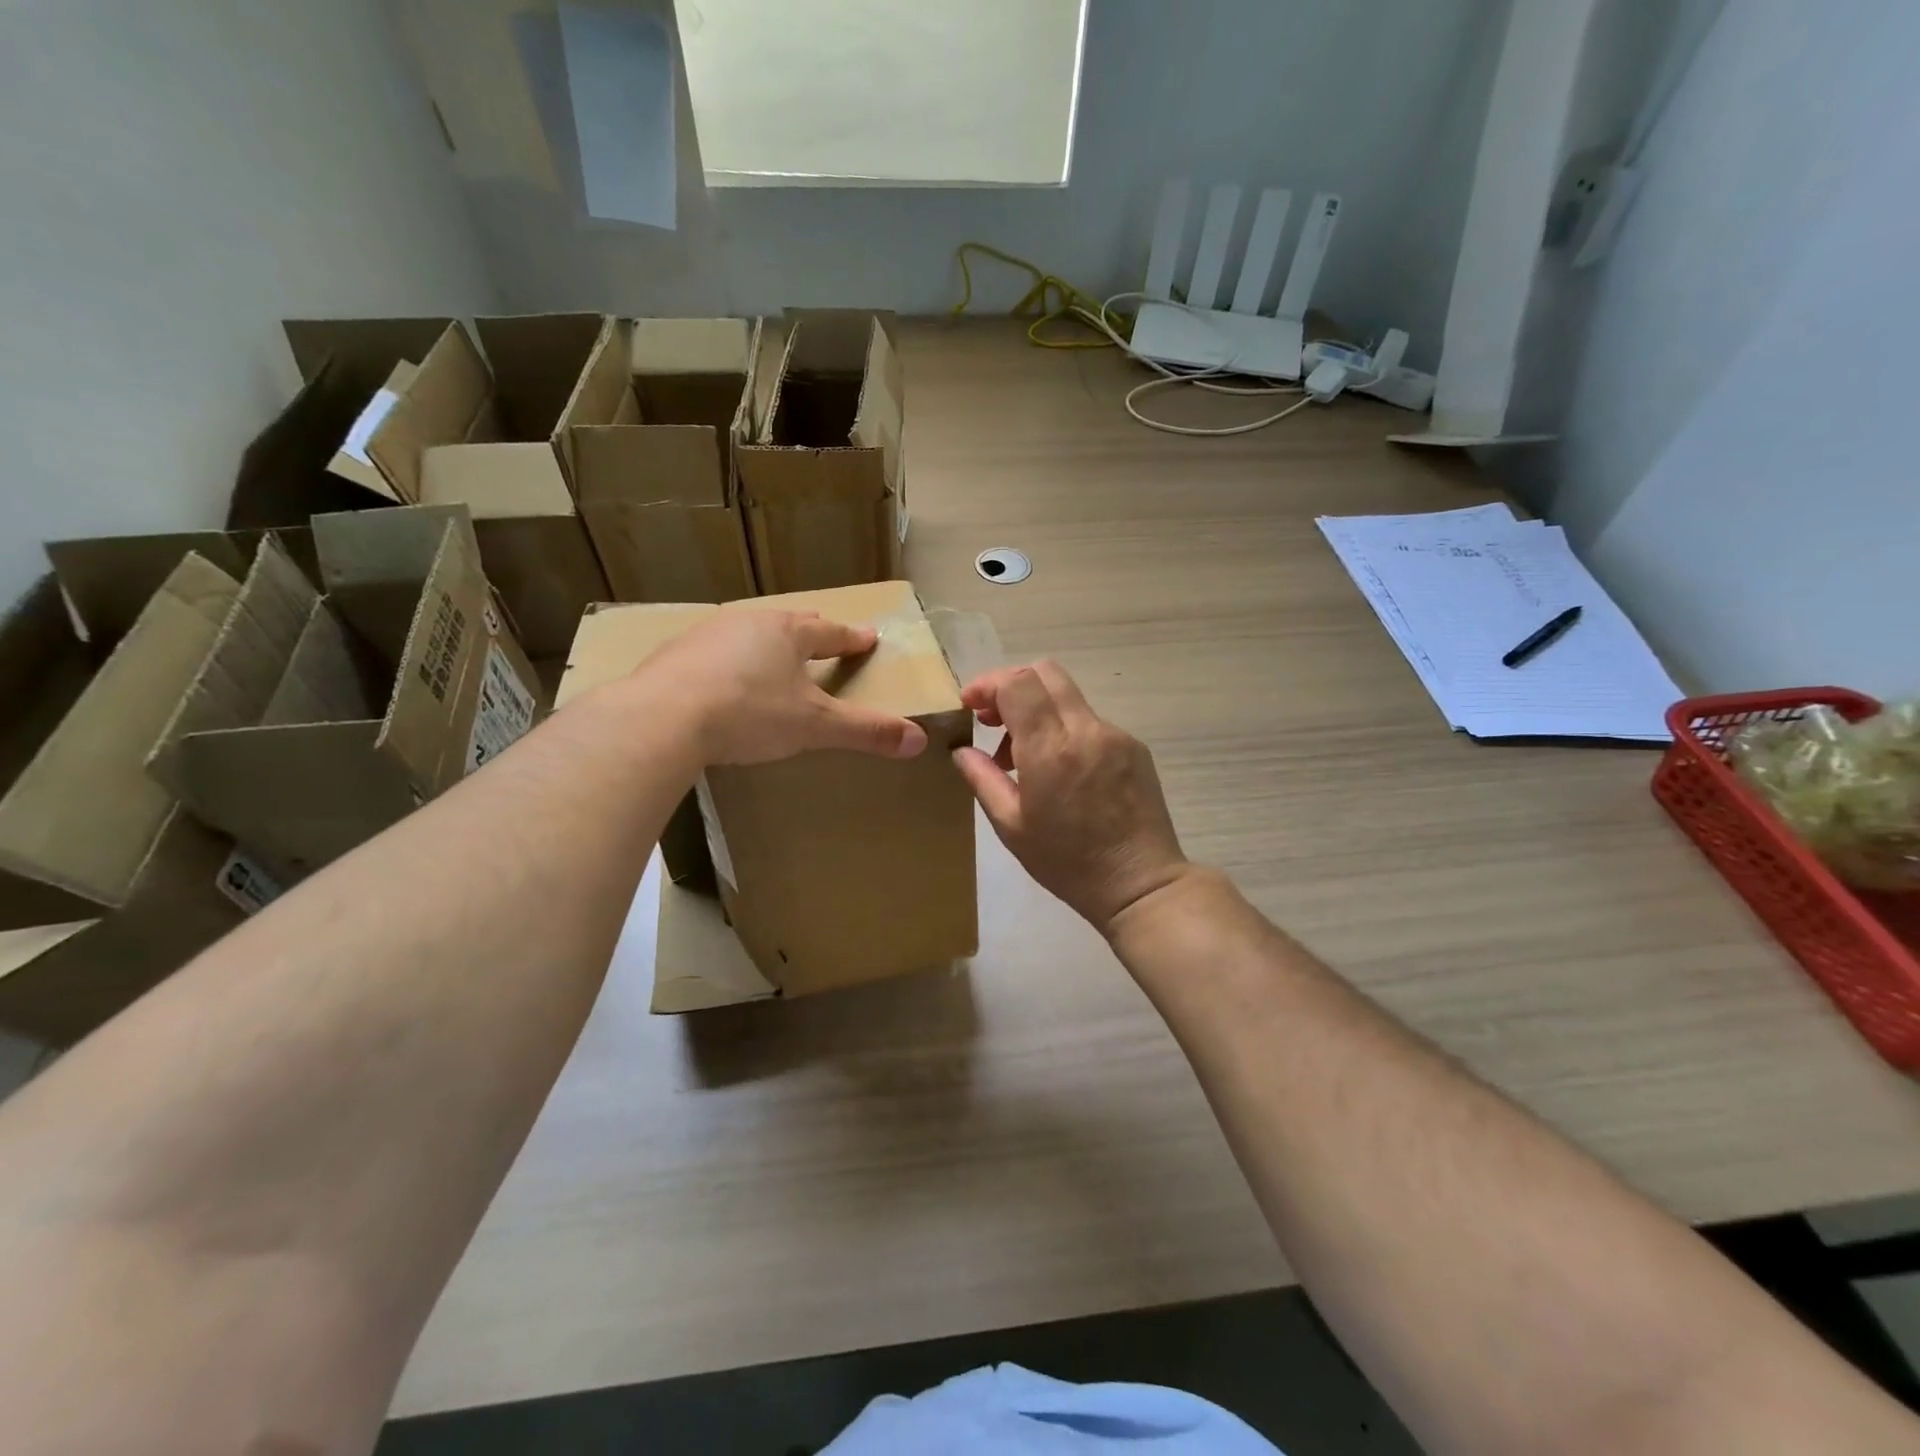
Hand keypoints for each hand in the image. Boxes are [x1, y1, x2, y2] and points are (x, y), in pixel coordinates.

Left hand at [639, 610, 928, 765]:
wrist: (664, 717)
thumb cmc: (750, 713)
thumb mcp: (815, 726)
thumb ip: (865, 731)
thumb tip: (918, 740)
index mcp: (788, 633)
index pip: (831, 632)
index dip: (852, 639)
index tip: (869, 637)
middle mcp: (750, 623)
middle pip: (790, 624)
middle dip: (811, 631)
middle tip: (824, 634)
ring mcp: (709, 634)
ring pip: (749, 633)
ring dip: (766, 643)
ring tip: (773, 655)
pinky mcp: (676, 654)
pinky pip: (714, 651)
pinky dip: (729, 661)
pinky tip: (724, 677)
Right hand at [953, 661, 1189, 934]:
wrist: (1139, 884)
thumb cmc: (1067, 862)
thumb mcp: (1011, 826)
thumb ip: (983, 779)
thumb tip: (961, 750)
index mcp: (1050, 749)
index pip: (1017, 683)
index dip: (988, 684)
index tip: (971, 707)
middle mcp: (1085, 730)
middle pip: (1045, 672)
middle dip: (1011, 686)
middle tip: (993, 721)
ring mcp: (1115, 735)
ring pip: (1068, 696)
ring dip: (1038, 709)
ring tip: (1024, 757)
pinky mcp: (1134, 746)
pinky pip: (1090, 721)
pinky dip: (1065, 729)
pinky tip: (1062, 770)